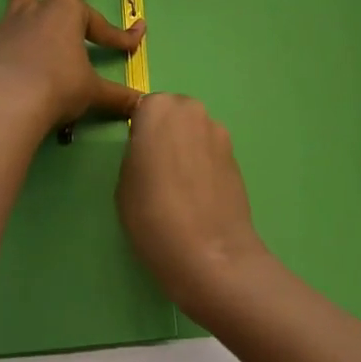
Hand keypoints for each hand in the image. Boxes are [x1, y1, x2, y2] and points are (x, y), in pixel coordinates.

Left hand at [0, 0, 144, 133]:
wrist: (14, 101)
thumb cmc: (59, 90)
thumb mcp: (95, 93)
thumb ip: (118, 97)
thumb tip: (143, 104)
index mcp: (72, 16)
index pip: (103, 28)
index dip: (122, 37)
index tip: (137, 39)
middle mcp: (43, 10)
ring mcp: (13, 20)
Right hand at [117, 93, 270, 318]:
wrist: (210, 253)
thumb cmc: (153, 215)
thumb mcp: (124, 182)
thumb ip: (136, 153)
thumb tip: (150, 151)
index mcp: (158, 108)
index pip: (143, 107)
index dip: (140, 132)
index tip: (137, 157)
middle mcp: (191, 110)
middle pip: (173, 114)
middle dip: (166, 133)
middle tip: (157, 170)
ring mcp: (218, 131)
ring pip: (194, 131)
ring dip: (187, 147)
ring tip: (180, 187)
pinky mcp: (236, 155)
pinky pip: (211, 151)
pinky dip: (204, 164)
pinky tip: (199, 195)